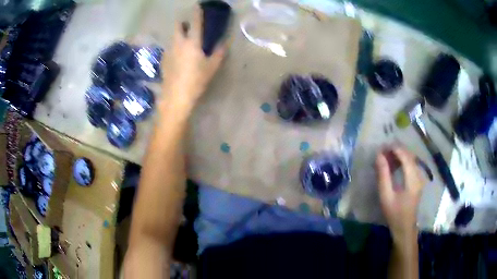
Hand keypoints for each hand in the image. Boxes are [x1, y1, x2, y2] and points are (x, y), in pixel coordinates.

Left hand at [162, 6, 225, 109]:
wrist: (175, 97)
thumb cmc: (196, 81)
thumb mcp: (212, 67)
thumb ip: (219, 53)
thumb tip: (223, 43)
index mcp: (192, 42)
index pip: (195, 23)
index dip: (197, 13)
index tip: (197, 6)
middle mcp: (178, 43)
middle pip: (177, 26)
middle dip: (182, 22)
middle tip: (188, 25)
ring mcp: (169, 51)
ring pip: (173, 37)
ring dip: (178, 35)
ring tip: (184, 41)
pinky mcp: (163, 60)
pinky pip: (169, 48)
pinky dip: (174, 47)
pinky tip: (178, 56)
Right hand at [376, 146, 424, 244]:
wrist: (405, 227)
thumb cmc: (394, 213)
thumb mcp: (386, 196)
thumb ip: (383, 175)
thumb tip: (379, 155)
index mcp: (412, 179)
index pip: (405, 156)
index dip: (394, 149)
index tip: (382, 147)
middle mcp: (419, 175)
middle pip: (409, 155)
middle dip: (396, 150)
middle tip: (382, 152)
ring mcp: (420, 177)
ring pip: (411, 158)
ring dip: (399, 155)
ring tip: (386, 157)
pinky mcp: (418, 180)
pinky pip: (411, 164)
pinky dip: (403, 161)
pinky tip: (394, 165)